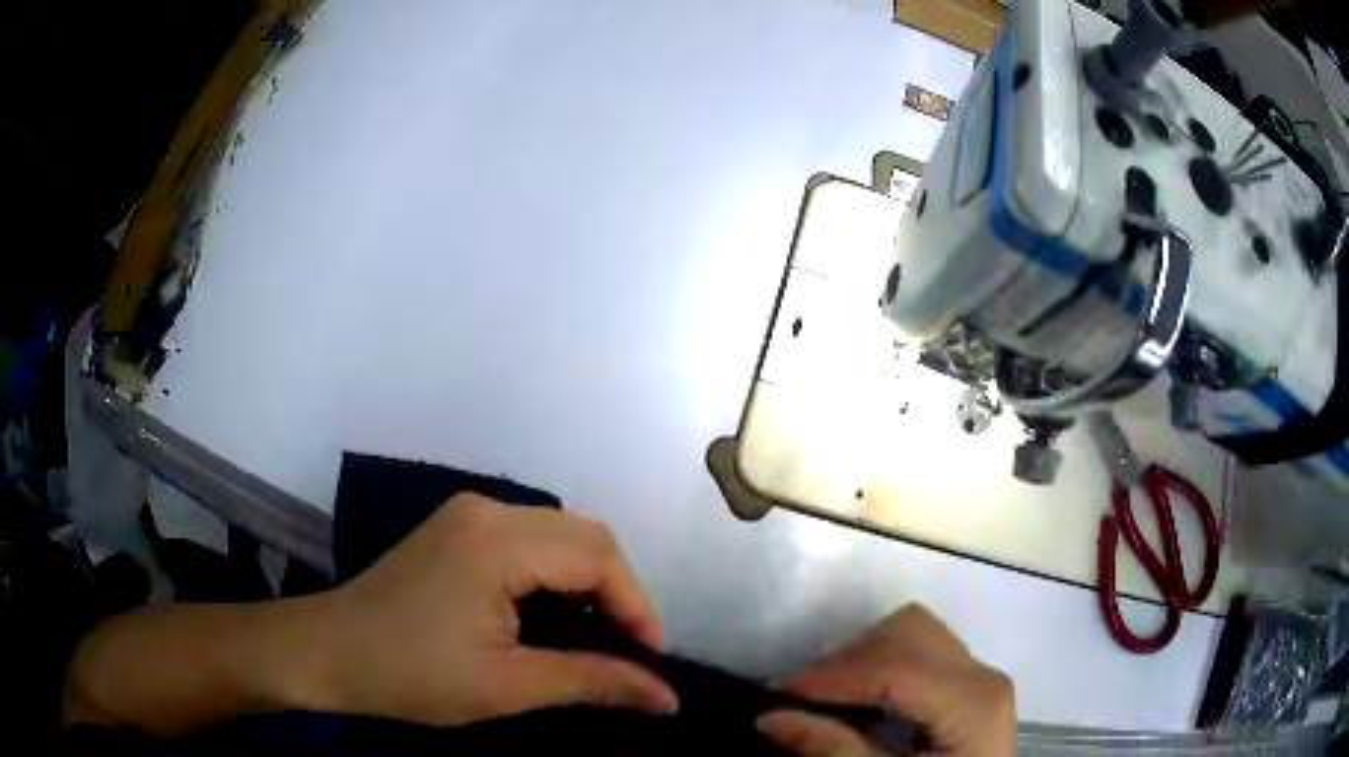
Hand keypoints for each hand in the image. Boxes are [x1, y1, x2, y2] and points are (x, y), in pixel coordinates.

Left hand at [317, 493, 678, 725]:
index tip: (647, 662)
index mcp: (498, 540)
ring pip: (558, 534)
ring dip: (587, 583)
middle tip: (624, 652)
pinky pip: (529, 539)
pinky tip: (550, 615)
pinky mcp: (457, 529)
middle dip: (617, 593)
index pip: (598, 556)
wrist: (329, 652)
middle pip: (584, 536)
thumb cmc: (413, 675)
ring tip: (593, 638)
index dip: (635, 607)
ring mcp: (468, 514)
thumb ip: (593, 681)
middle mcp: (487, 510)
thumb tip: (668, 697)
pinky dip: (554, 575)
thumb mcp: (508, 686)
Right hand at [756, 605, 1013, 755]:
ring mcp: (980, 674)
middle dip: (846, 660)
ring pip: (913, 631)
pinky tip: (859, 697)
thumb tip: (769, 718)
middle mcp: (983, 674)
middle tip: (801, 700)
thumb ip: (834, 752)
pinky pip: (921, 649)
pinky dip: (881, 662)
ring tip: (826, 697)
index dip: (833, 677)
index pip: (897, 666)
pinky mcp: (969, 683)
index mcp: (974, 703)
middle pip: (907, 631)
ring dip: (861, 656)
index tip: (777, 698)